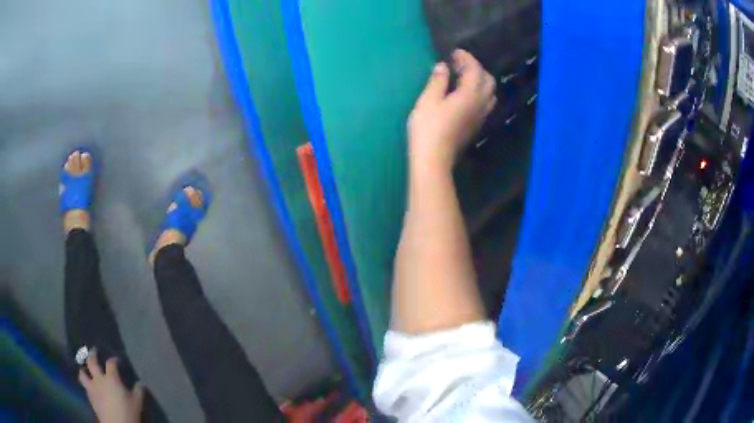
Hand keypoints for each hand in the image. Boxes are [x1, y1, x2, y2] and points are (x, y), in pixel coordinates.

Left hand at [79, 350, 143, 422]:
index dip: (114, 360)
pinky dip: (86, 384)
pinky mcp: (90, 398)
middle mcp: (99, 379)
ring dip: (83, 370)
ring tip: (85, 369)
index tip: (117, 360)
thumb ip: (138, 391)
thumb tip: (141, 383)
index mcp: (111, 378)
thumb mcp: (138, 403)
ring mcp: (92, 388)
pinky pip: (85, 387)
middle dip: (92, 355)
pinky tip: (90, 387)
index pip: (111, 363)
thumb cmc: (128, 413)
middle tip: (93, 351)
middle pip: (91, 362)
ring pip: (82, 374)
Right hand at [408, 49, 496, 170]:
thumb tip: (443, 66)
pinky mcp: (476, 126)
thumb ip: (438, 80)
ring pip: (489, 93)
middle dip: (476, 68)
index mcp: (470, 94)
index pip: (475, 70)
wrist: (434, 159)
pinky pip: (485, 104)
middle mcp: (481, 104)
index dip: (466, 58)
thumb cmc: (428, 128)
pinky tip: (463, 95)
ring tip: (462, 78)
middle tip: (459, 65)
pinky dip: (478, 93)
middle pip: (488, 81)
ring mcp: (480, 117)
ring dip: (479, 81)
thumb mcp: (428, 100)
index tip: (454, 52)